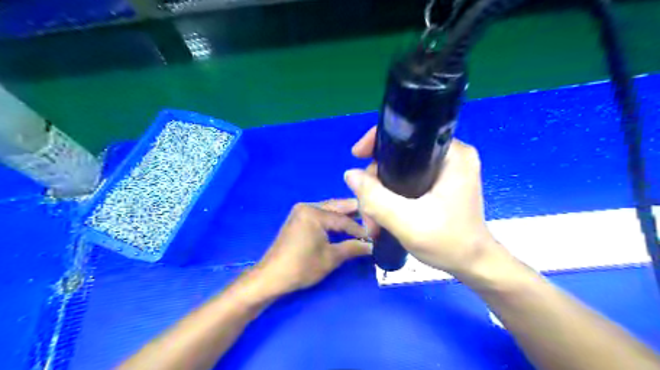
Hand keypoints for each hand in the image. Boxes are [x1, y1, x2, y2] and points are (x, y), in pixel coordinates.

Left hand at [253, 200, 369, 294]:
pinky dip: (333, 219)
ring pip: (329, 209)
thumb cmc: (301, 267)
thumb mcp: (330, 258)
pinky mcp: (298, 218)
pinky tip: (343, 225)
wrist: (271, 276)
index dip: (360, 229)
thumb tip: (372, 246)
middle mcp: (307, 206)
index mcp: (314, 213)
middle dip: (354, 213)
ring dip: (344, 215)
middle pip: (336, 207)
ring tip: (362, 221)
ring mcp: (301, 211)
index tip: (375, 236)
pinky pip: (320, 214)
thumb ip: (352, 248)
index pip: (343, 219)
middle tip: (373, 219)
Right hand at [345, 127, 500, 277]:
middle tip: (368, 212)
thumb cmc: (449, 243)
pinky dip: (390, 197)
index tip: (358, 156)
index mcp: (452, 154)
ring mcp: (444, 171)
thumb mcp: (407, 222)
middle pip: (398, 156)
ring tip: (374, 223)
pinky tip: (382, 217)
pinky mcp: (438, 184)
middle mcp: (450, 156)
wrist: (472, 265)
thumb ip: (376, 198)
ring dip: (380, 195)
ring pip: (397, 171)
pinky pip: (404, 181)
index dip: (378, 141)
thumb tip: (350, 174)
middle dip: (376, 183)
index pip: (408, 133)